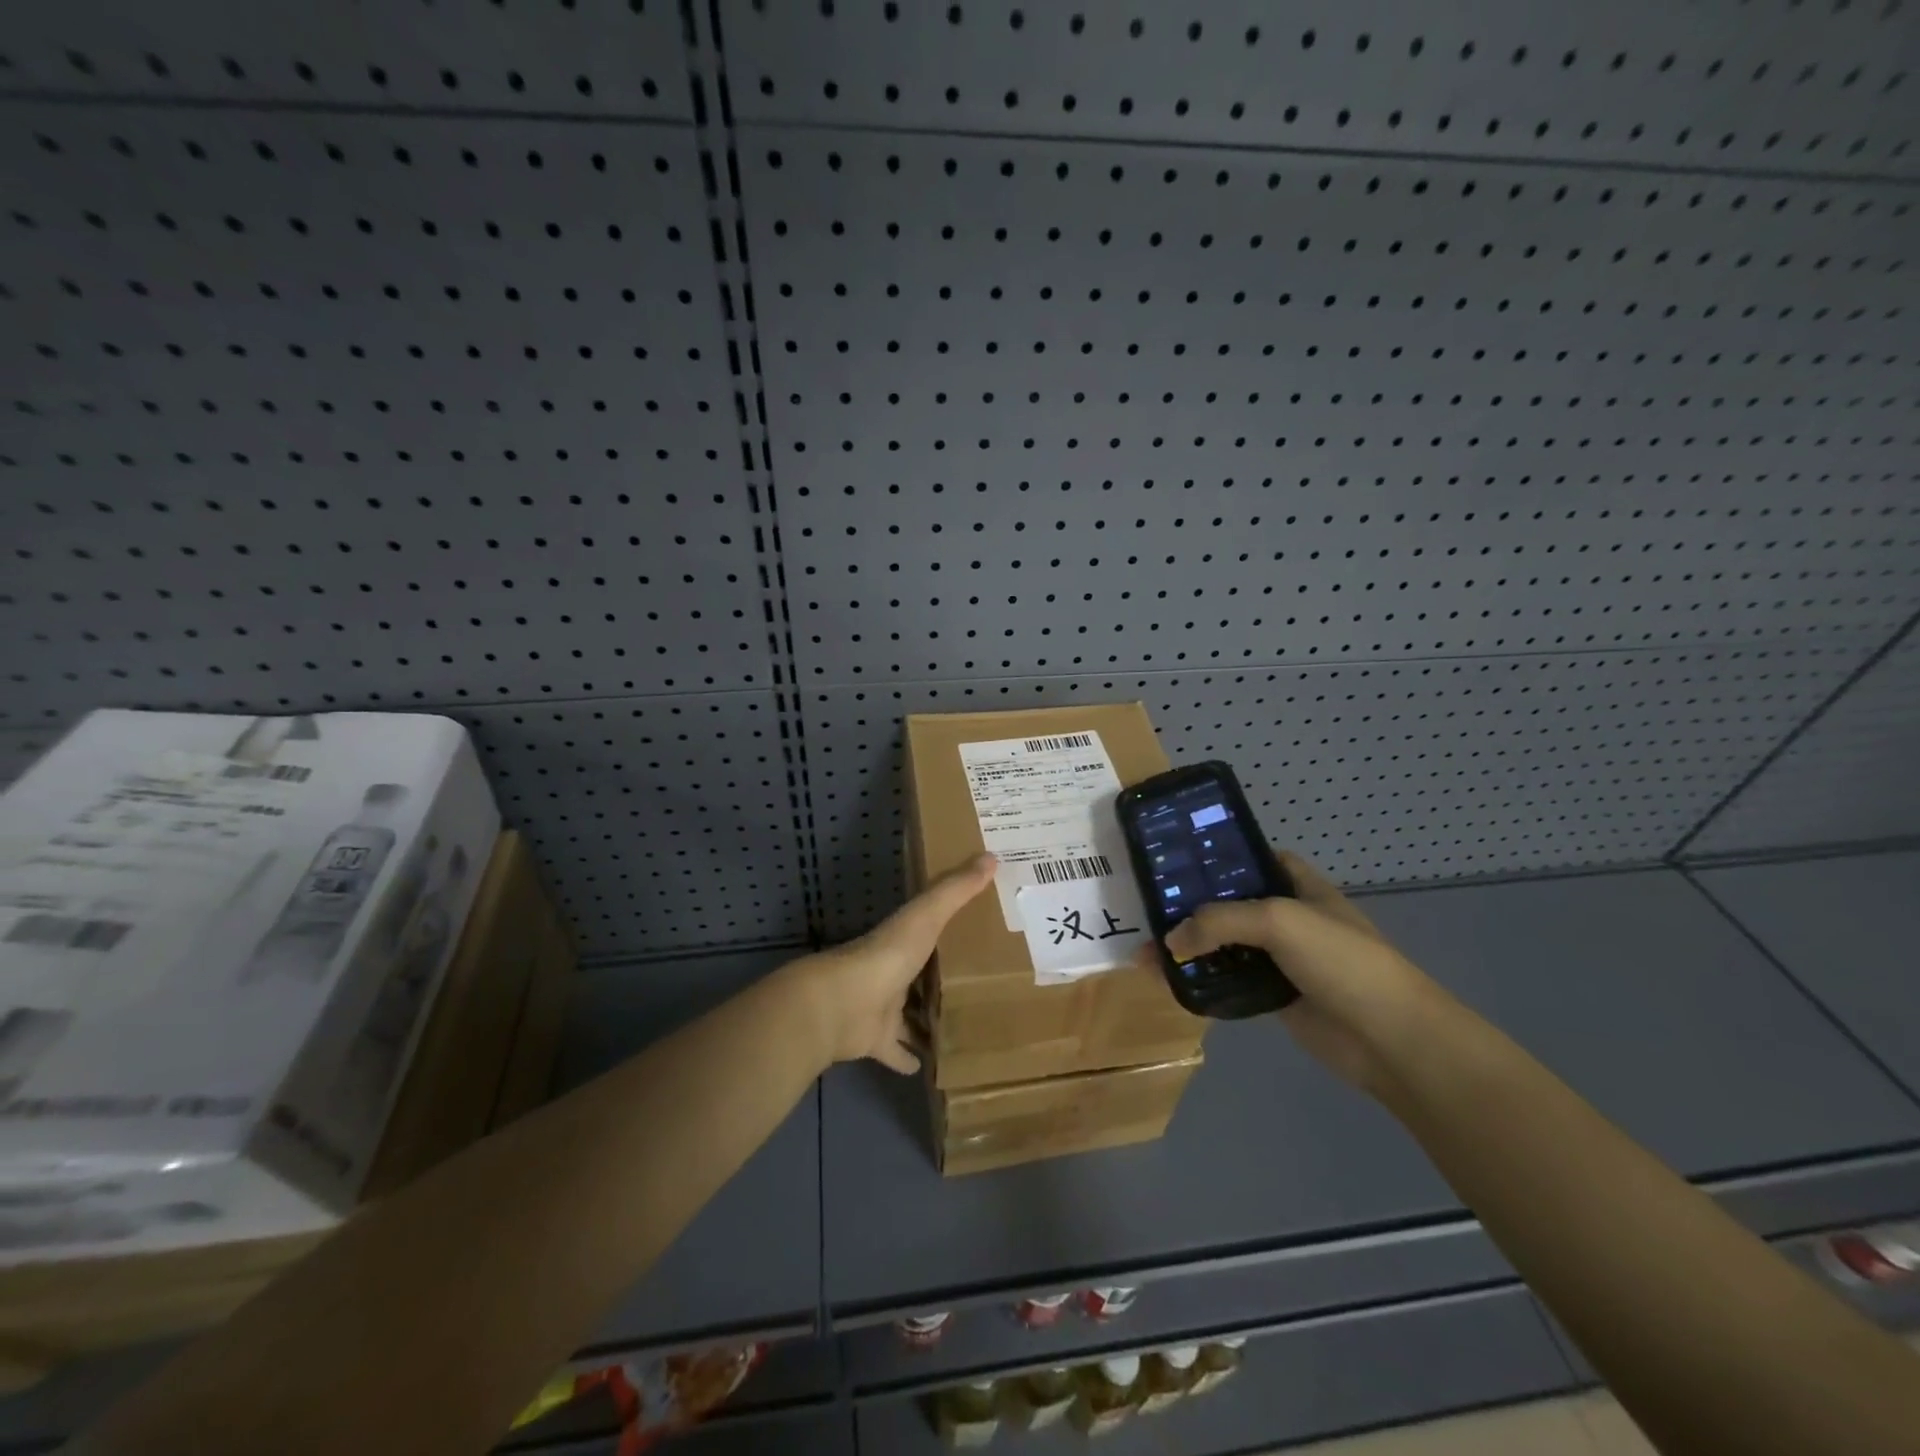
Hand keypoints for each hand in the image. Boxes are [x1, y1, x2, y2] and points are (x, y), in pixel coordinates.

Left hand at [788, 853, 996, 1073]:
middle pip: (920, 975)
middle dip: (941, 980)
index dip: (948, 930)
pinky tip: (929, 1066)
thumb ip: (956, 890)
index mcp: (902, 941)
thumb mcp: (927, 916)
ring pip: (909, 1014)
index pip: (927, 931)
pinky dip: (908, 1058)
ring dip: (927, 1020)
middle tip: (979, 985)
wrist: (842, 1004)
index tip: (975, 931)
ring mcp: (881, 1008)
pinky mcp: (876, 1041)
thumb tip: (991, 856)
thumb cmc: (887, 955)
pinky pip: (895, 1051)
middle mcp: (892, 972)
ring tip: (962, 1026)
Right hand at [1160, 853, 1452, 1093]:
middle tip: (1145, 908)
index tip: (1173, 859)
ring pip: (1224, 945)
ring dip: (1188, 948)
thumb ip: (1219, 922)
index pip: (1251, 858)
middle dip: (1189, 906)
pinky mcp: (1274, 996)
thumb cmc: (1341, 960)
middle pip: (1229, 903)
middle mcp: (1287, 916)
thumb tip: (1169, 942)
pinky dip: (1201, 980)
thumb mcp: (1278, 921)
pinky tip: (1169, 982)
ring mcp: (1281, 958)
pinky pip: (1229, 981)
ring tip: (1145, 953)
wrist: (1390, 1038)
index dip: (1216, 856)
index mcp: (1298, 885)